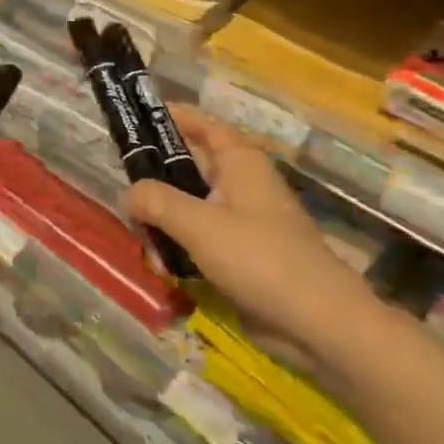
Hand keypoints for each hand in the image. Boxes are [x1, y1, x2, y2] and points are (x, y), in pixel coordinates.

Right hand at [125, 105, 378, 367]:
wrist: (322, 327)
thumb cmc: (261, 259)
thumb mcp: (199, 224)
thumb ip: (157, 201)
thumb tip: (129, 193)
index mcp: (241, 163)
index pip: (204, 125)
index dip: (173, 117)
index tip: (136, 120)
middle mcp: (243, 186)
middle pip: (191, 167)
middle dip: (156, 179)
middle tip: (121, 188)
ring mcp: (244, 223)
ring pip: (191, 207)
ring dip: (164, 221)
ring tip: (142, 239)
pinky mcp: (243, 258)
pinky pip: (201, 241)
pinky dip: (180, 248)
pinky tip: (164, 267)